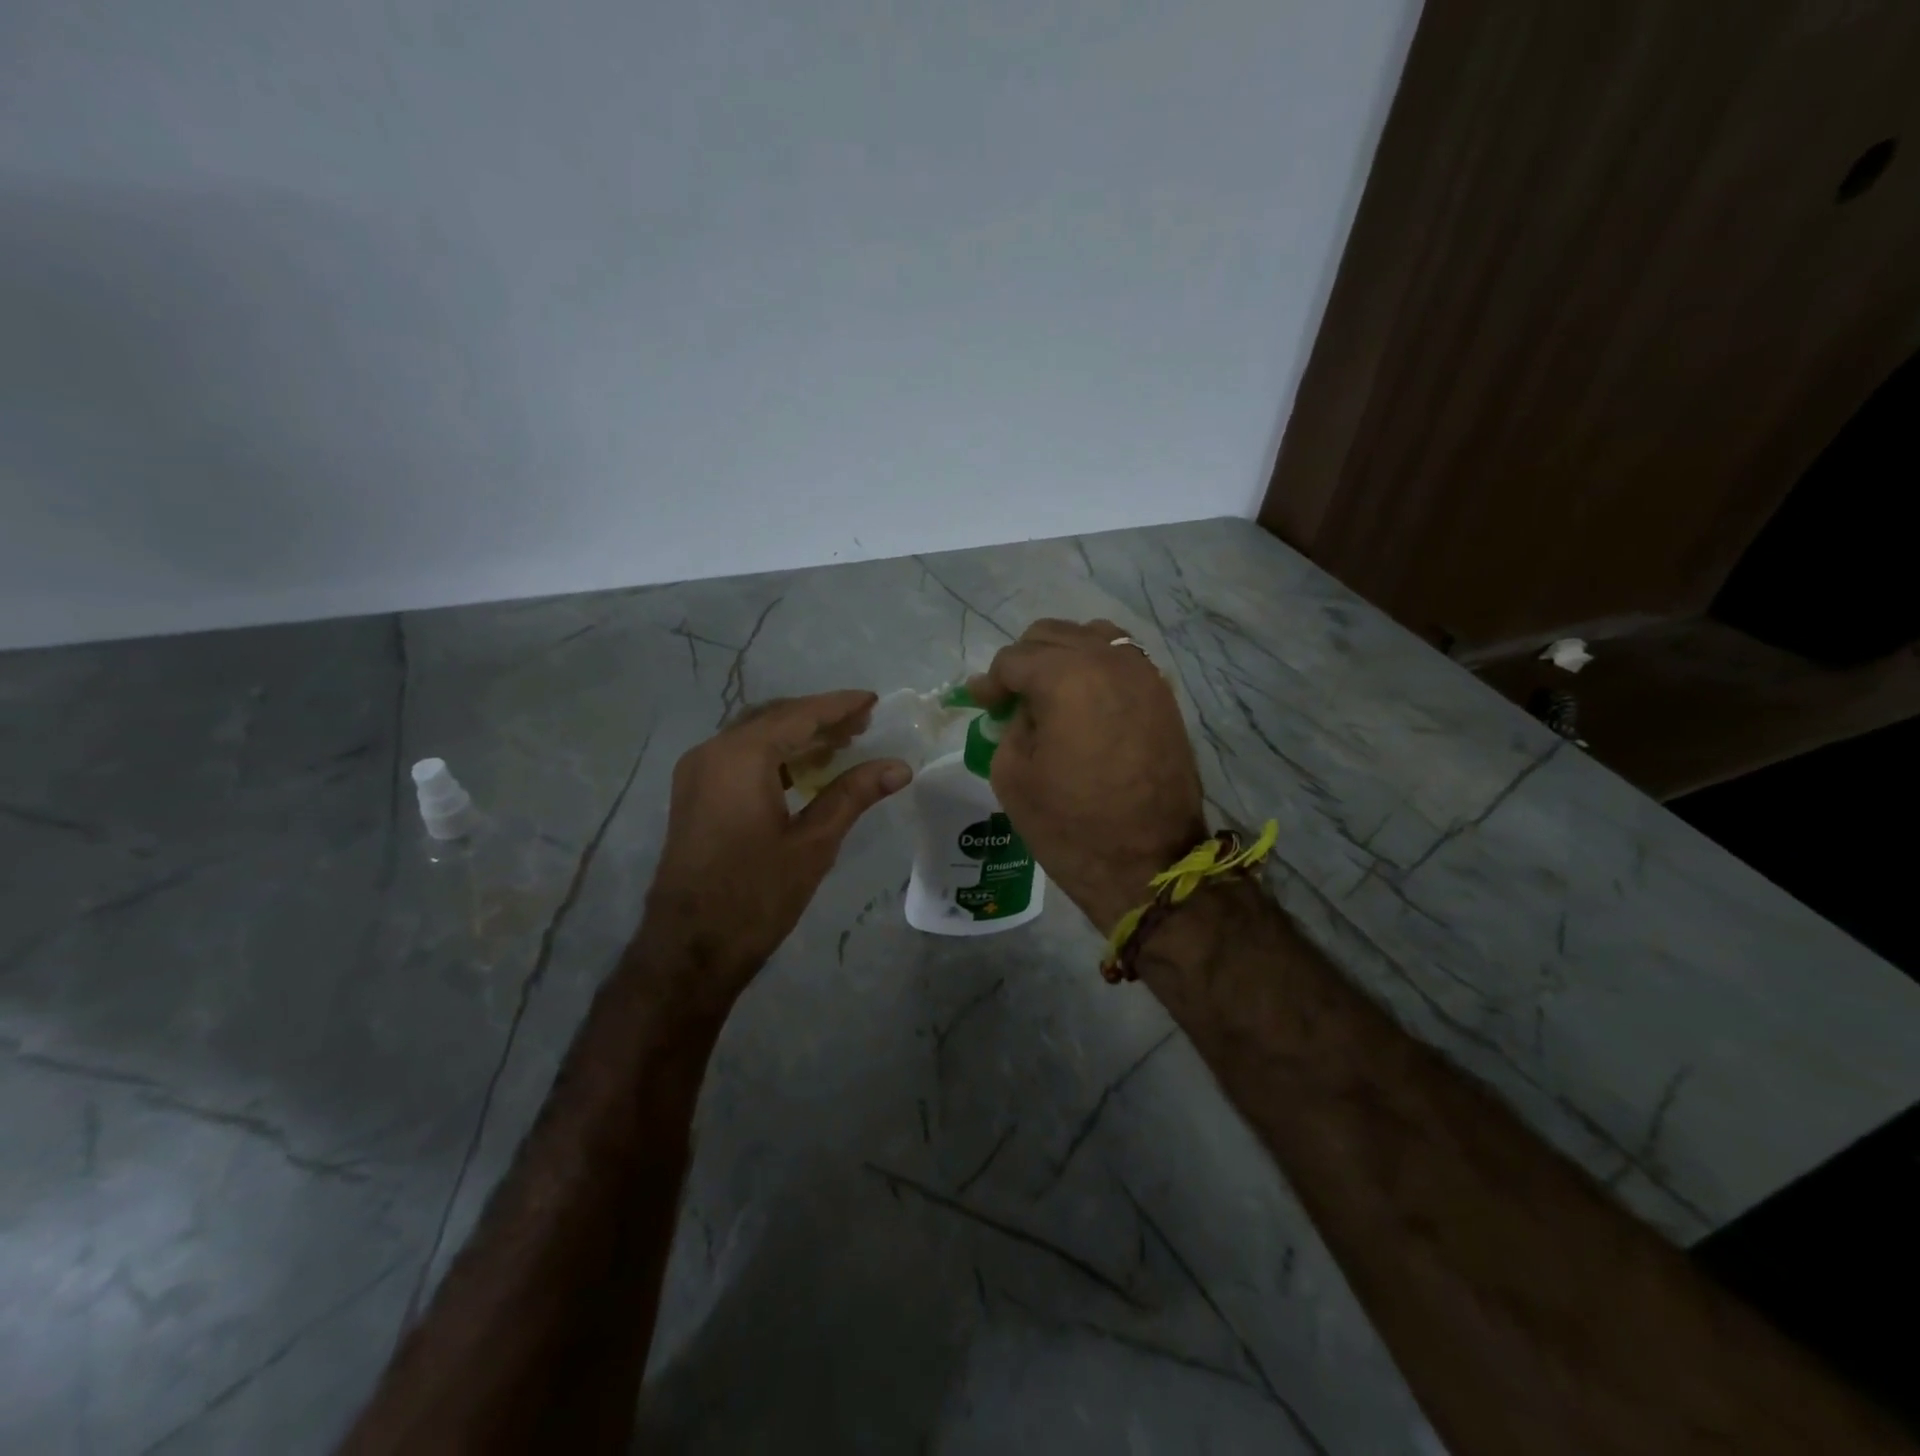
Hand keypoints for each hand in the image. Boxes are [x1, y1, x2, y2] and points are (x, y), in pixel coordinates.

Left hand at [640, 691, 908, 1005]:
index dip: (839, 706)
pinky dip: (774, 755)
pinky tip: (805, 770)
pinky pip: (739, 758)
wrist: (690, 949)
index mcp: (739, 757)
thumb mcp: (813, 843)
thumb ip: (853, 795)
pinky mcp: (695, 795)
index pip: (798, 716)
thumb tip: (899, 767)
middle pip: (774, 718)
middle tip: (863, 725)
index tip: (873, 700)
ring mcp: (697, 773)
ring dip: (797, 736)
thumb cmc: (756, 895)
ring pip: (755, 736)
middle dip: (819, 718)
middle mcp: (712, 752)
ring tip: (842, 744)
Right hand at [969, 620, 1205, 933]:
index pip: (1014, 659)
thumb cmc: (1070, 826)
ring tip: (1050, 692)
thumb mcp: (1013, 775)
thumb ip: (1010, 725)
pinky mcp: (1164, 696)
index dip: (991, 682)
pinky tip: (1085, 699)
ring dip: (1064, 656)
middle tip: (1011, 699)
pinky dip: (1097, 667)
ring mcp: (1144, 675)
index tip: (981, 704)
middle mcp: (1110, 661)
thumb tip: (1019, 707)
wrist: (1149, 864)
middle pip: (1052, 635)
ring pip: (1093, 637)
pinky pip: (1123, 660)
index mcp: (1066, 677)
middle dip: (1025, 662)